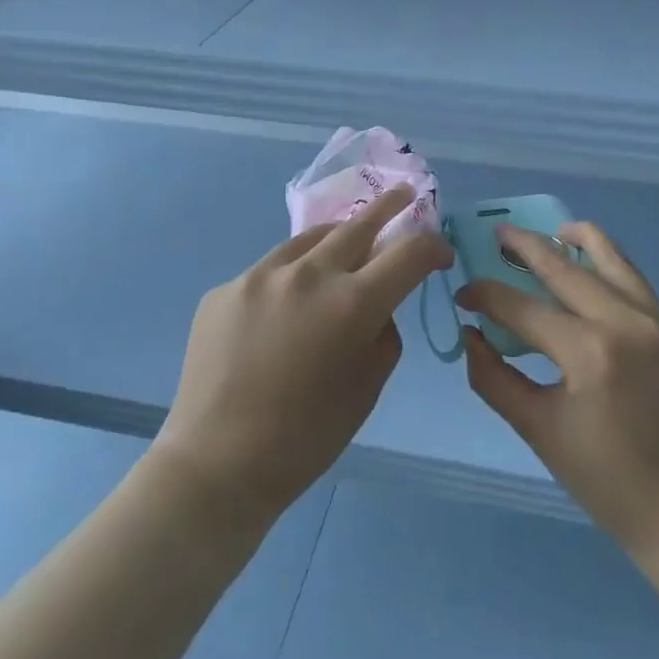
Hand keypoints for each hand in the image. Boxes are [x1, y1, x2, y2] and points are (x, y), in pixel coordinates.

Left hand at [153, 186, 452, 524]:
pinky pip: (269, 272)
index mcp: (352, 303)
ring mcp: (259, 276)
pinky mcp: (225, 289)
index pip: (409, 253)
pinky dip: (289, 279)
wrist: (217, 463)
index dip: (433, 247)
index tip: (440, 254)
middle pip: (358, 224)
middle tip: (404, 195)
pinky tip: (284, 310)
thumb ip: (383, 331)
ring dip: (334, 240)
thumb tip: (377, 304)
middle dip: (389, 207)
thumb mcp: (368, 387)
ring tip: (344, 245)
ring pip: (309, 240)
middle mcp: (307, 274)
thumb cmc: (307, 437)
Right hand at [457, 222, 658, 556]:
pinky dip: (605, 263)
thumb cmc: (607, 480)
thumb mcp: (538, 431)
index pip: (522, 308)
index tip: (463, 295)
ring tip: (548, 233)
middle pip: (564, 267)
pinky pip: (633, 279)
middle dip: (524, 246)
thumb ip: (494, 378)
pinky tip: (587, 266)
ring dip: (574, 239)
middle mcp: (625, 322)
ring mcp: (657, 319)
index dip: (486, 296)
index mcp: (589, 354)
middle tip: (497, 233)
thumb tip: (469, 334)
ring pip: (609, 257)